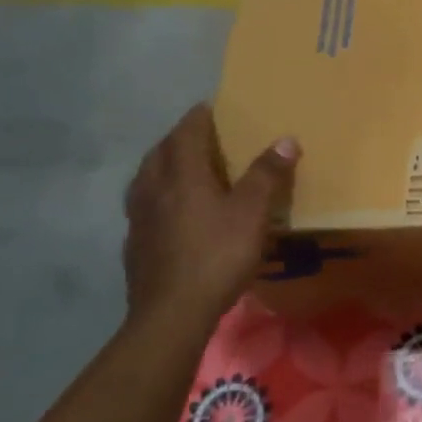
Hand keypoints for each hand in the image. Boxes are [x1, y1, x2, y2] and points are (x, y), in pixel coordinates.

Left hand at [124, 104, 297, 331]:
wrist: (172, 314)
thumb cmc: (216, 255)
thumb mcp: (252, 213)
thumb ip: (267, 175)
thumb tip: (286, 139)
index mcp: (181, 176)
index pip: (186, 133)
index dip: (198, 117)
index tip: (209, 106)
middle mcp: (153, 190)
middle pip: (160, 153)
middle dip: (177, 139)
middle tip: (197, 135)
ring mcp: (138, 219)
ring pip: (146, 180)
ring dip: (162, 166)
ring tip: (180, 168)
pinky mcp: (135, 246)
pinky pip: (144, 208)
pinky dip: (157, 198)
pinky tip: (169, 213)